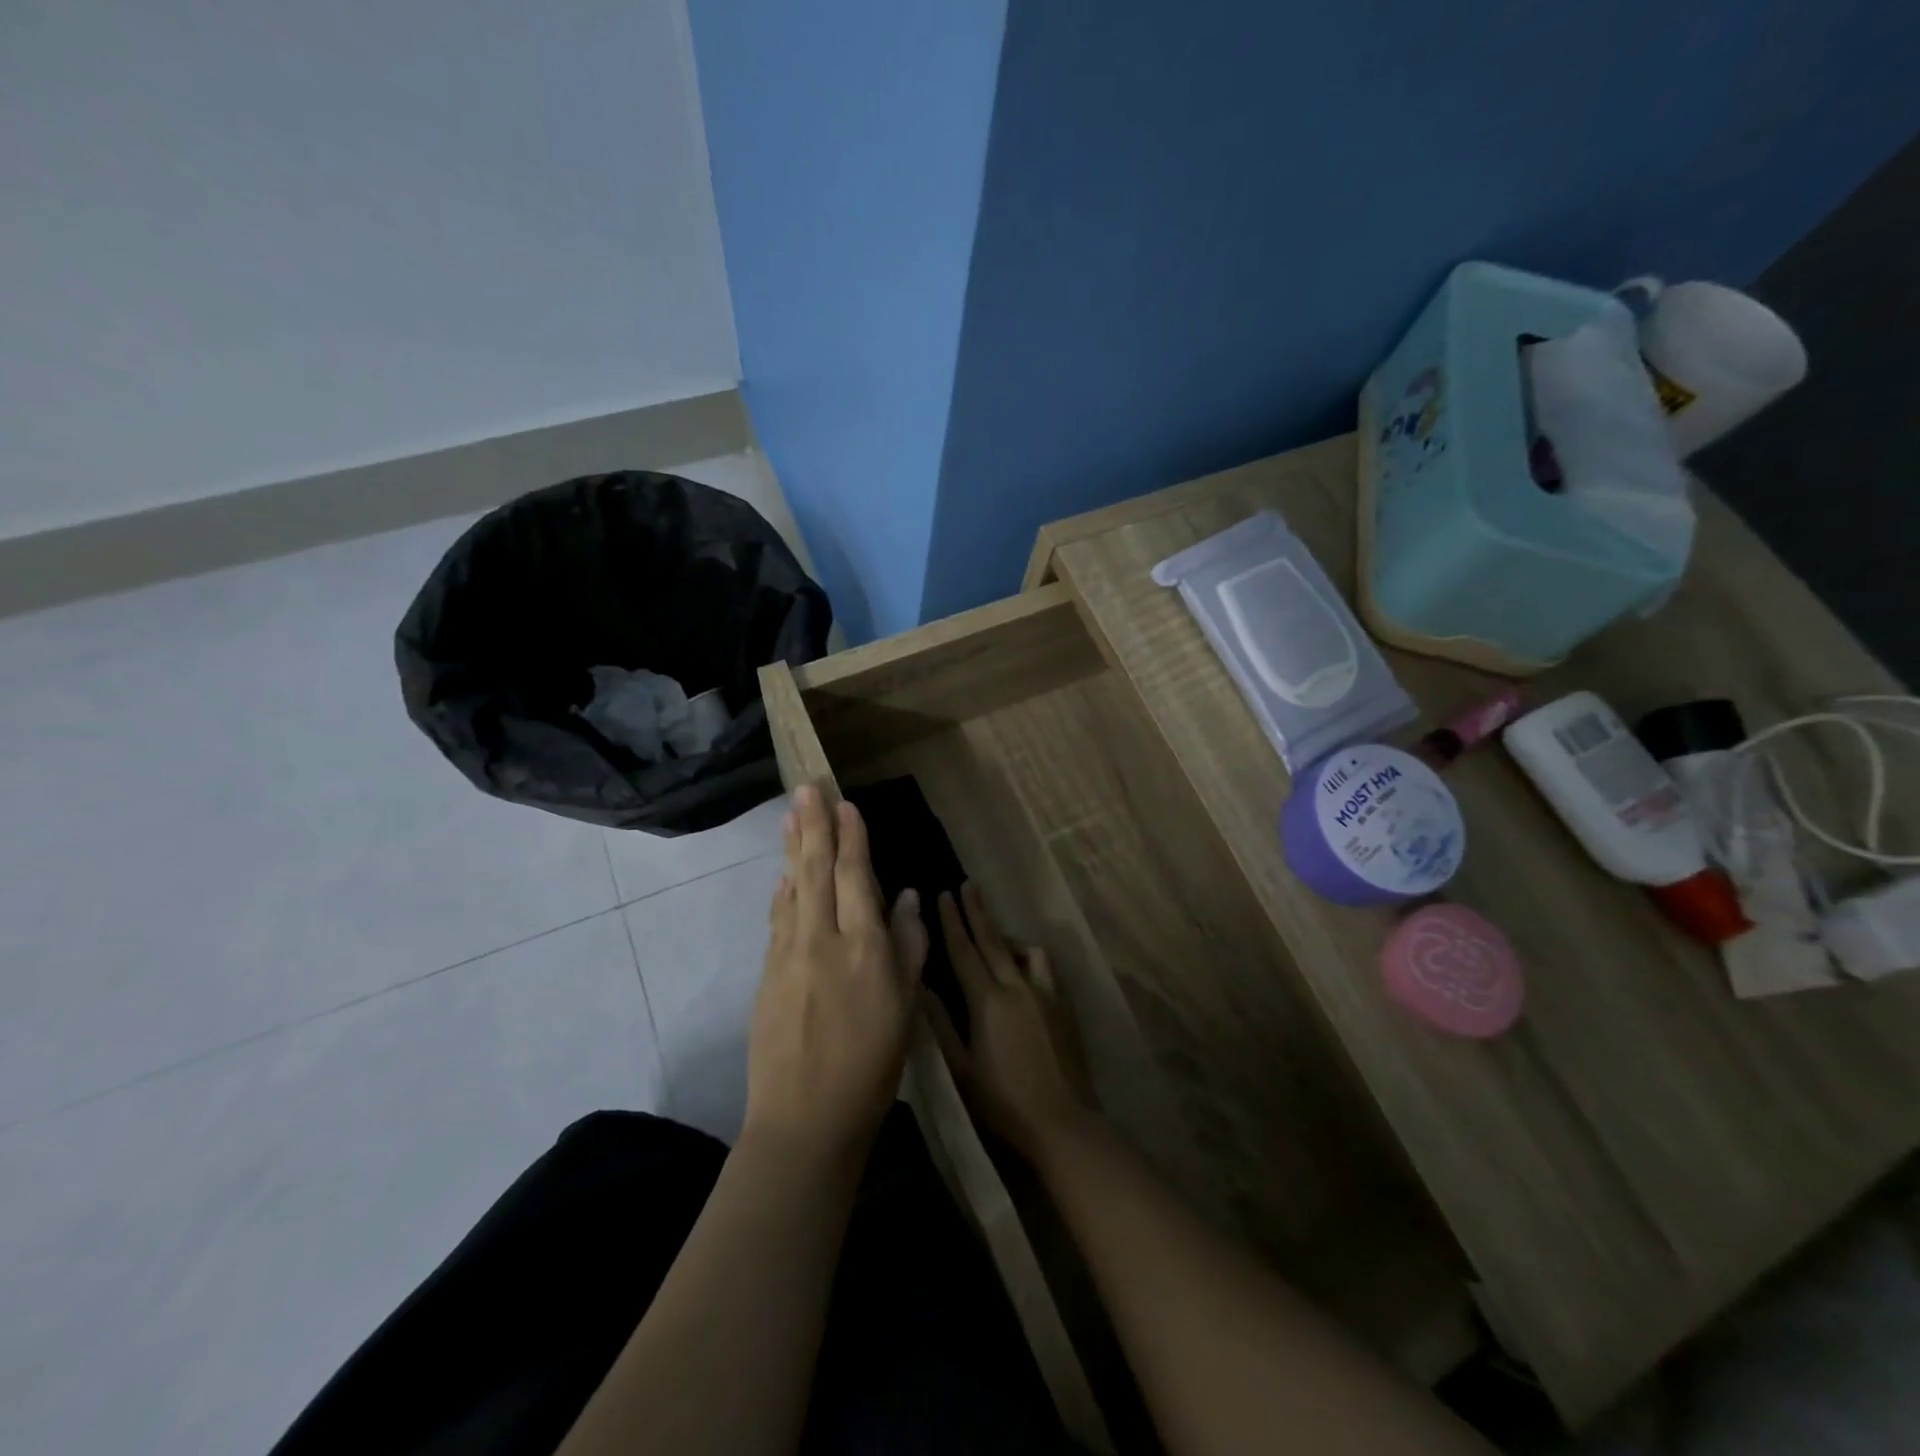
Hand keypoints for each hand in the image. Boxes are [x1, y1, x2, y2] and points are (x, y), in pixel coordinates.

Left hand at [746, 786, 927, 1161]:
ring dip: (792, 848)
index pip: (857, 876)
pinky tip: (783, 874)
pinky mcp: (768, 973)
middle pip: (817, 871)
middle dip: (814, 826)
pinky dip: (782, 889)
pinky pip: (778, 918)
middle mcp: (822, 940)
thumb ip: (909, 946)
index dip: (852, 837)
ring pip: (792, 888)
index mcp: (864, 947)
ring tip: (791, 815)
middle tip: (806, 788)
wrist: (805, 1119)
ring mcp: (789, 955)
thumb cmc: (872, 1066)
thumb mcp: (907, 1007)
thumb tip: (910, 896)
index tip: (846, 804)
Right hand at [926, 882, 1095, 1159]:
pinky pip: (1044, 967)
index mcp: (987, 1000)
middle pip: (992, 940)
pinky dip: (1030, 957)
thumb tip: (921, 985)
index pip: (964, 950)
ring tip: (995, 932)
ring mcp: (1044, 993)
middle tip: (967, 884)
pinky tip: (1025, 965)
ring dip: (1005, 934)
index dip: (952, 921)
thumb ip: (939, 1023)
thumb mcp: (960, 1068)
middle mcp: (1016, 986)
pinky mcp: (1063, 1004)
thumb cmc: (1002, 1101)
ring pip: (1023, 949)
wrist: (1061, 1122)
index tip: (943, 894)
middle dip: (976, 911)